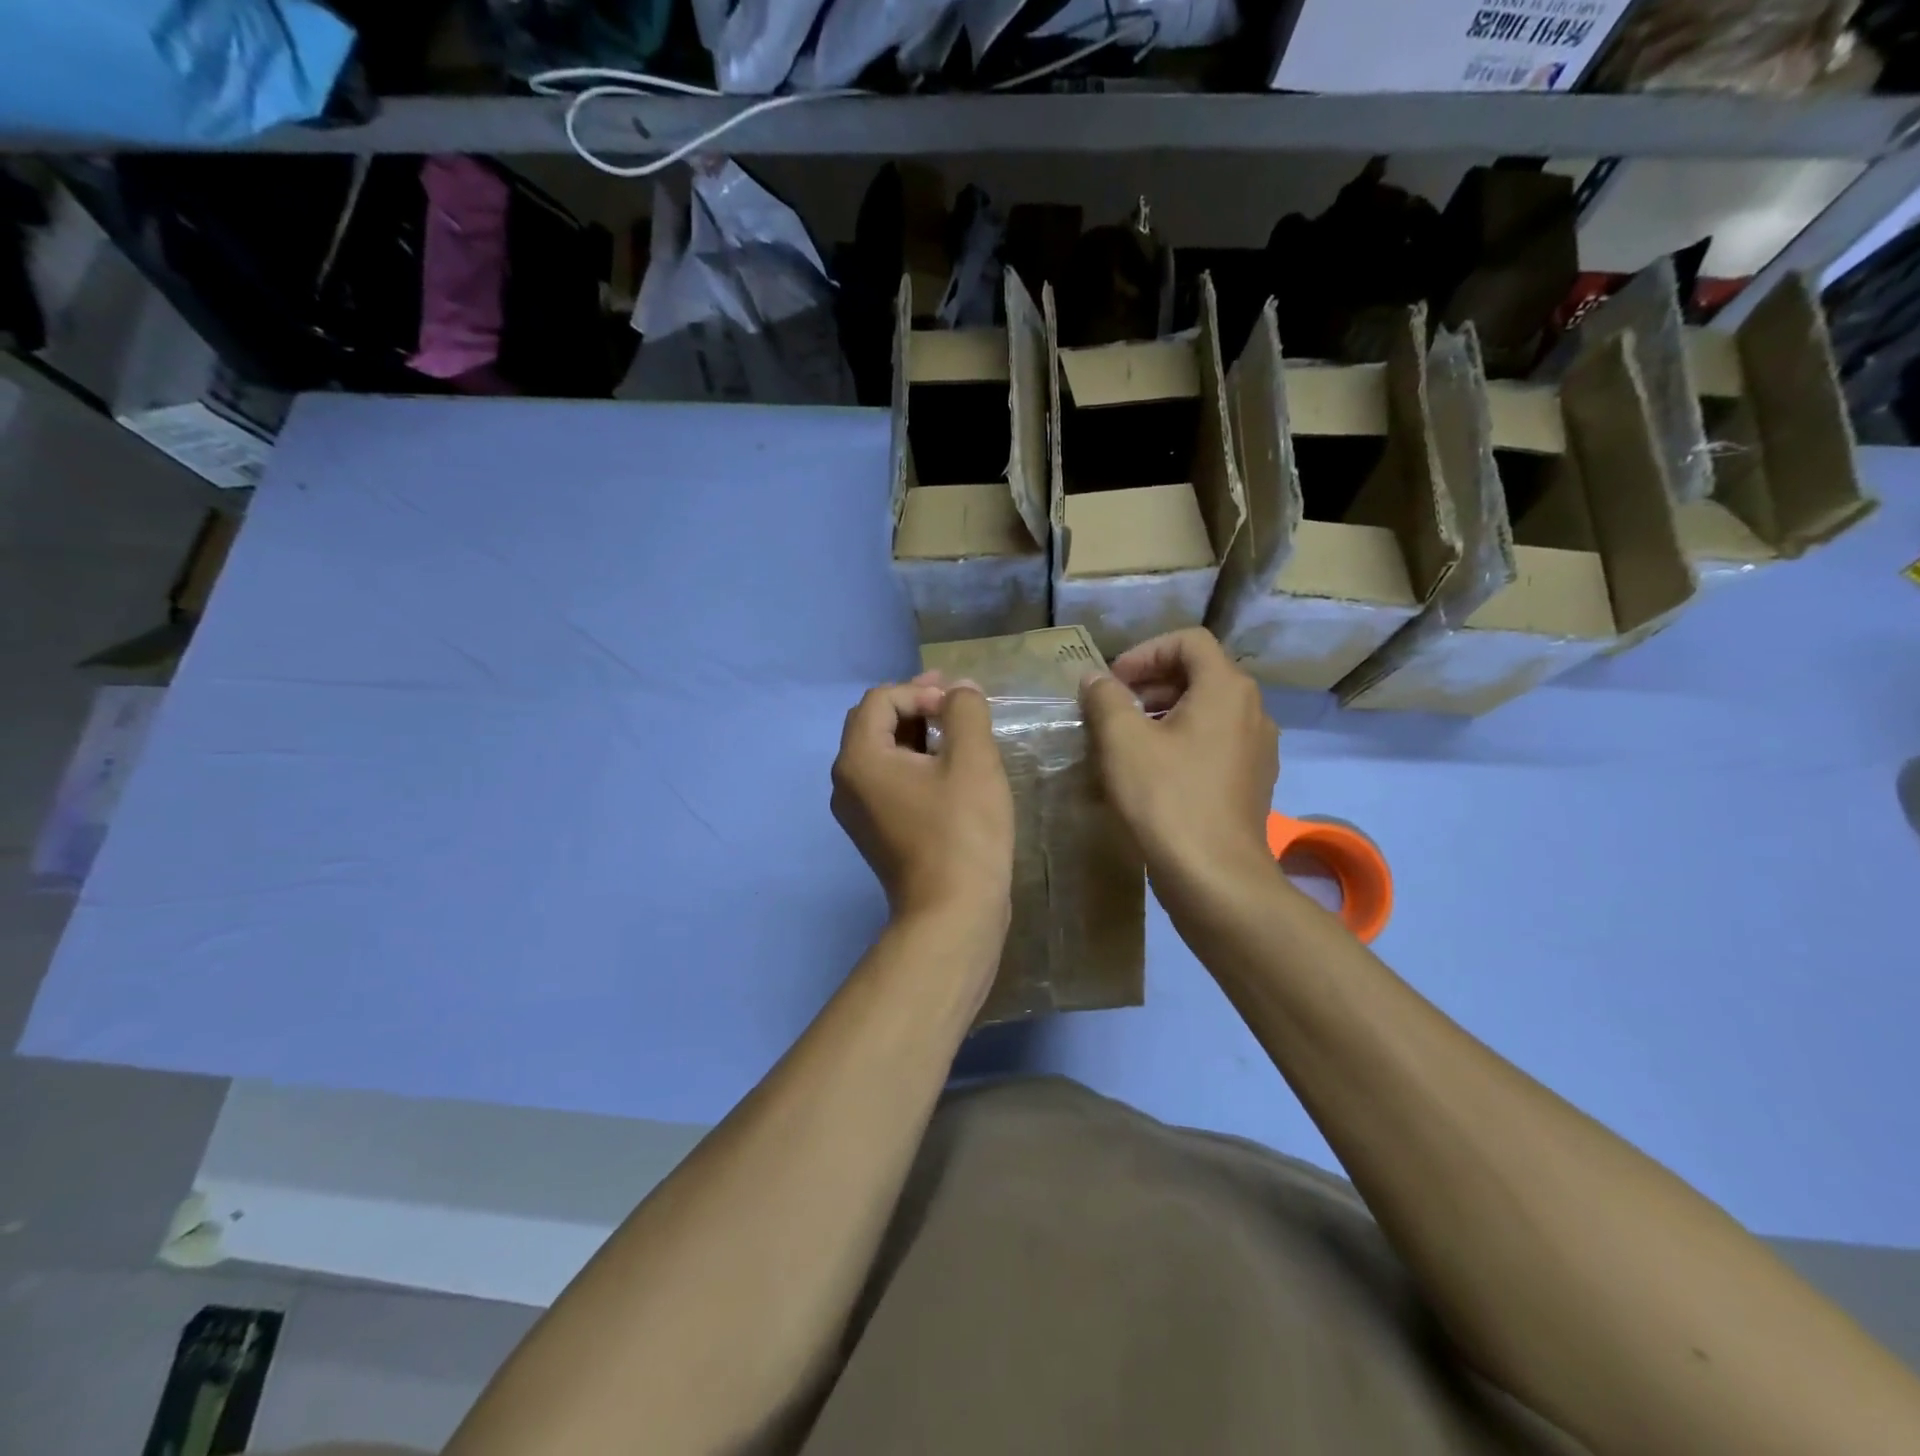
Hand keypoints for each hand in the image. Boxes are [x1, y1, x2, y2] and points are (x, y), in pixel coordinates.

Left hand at [831, 676, 1013, 929]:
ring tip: (959, 734)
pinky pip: (889, 781)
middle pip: (875, 723)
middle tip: (958, 704)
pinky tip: (949, 771)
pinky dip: (915, 764)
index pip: (882, 699)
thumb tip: (960, 689)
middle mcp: (846, 782)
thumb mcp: (972, 761)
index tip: (960, 709)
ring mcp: (858, 811)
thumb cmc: (962, 832)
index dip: (922, 691)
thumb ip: (965, 711)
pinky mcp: (876, 832)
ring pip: (883, 753)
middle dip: (917, 706)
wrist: (952, 914)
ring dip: (918, 734)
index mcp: (858, 759)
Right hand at [1080, 629, 1277, 897]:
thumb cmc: (1166, 798)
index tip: (1112, 682)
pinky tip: (1152, 774)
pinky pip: (1214, 744)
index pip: (1188, 641)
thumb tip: (1096, 679)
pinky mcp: (1252, 782)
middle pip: (1199, 674)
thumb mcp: (1122, 740)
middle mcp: (1252, 710)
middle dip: (1151, 684)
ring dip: (1163, 715)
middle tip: (1113, 710)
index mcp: (1227, 688)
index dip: (1144, 652)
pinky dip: (1182, 743)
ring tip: (1125, 742)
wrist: (1214, 877)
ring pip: (1206, 711)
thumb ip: (1106, 698)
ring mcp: (1257, 748)